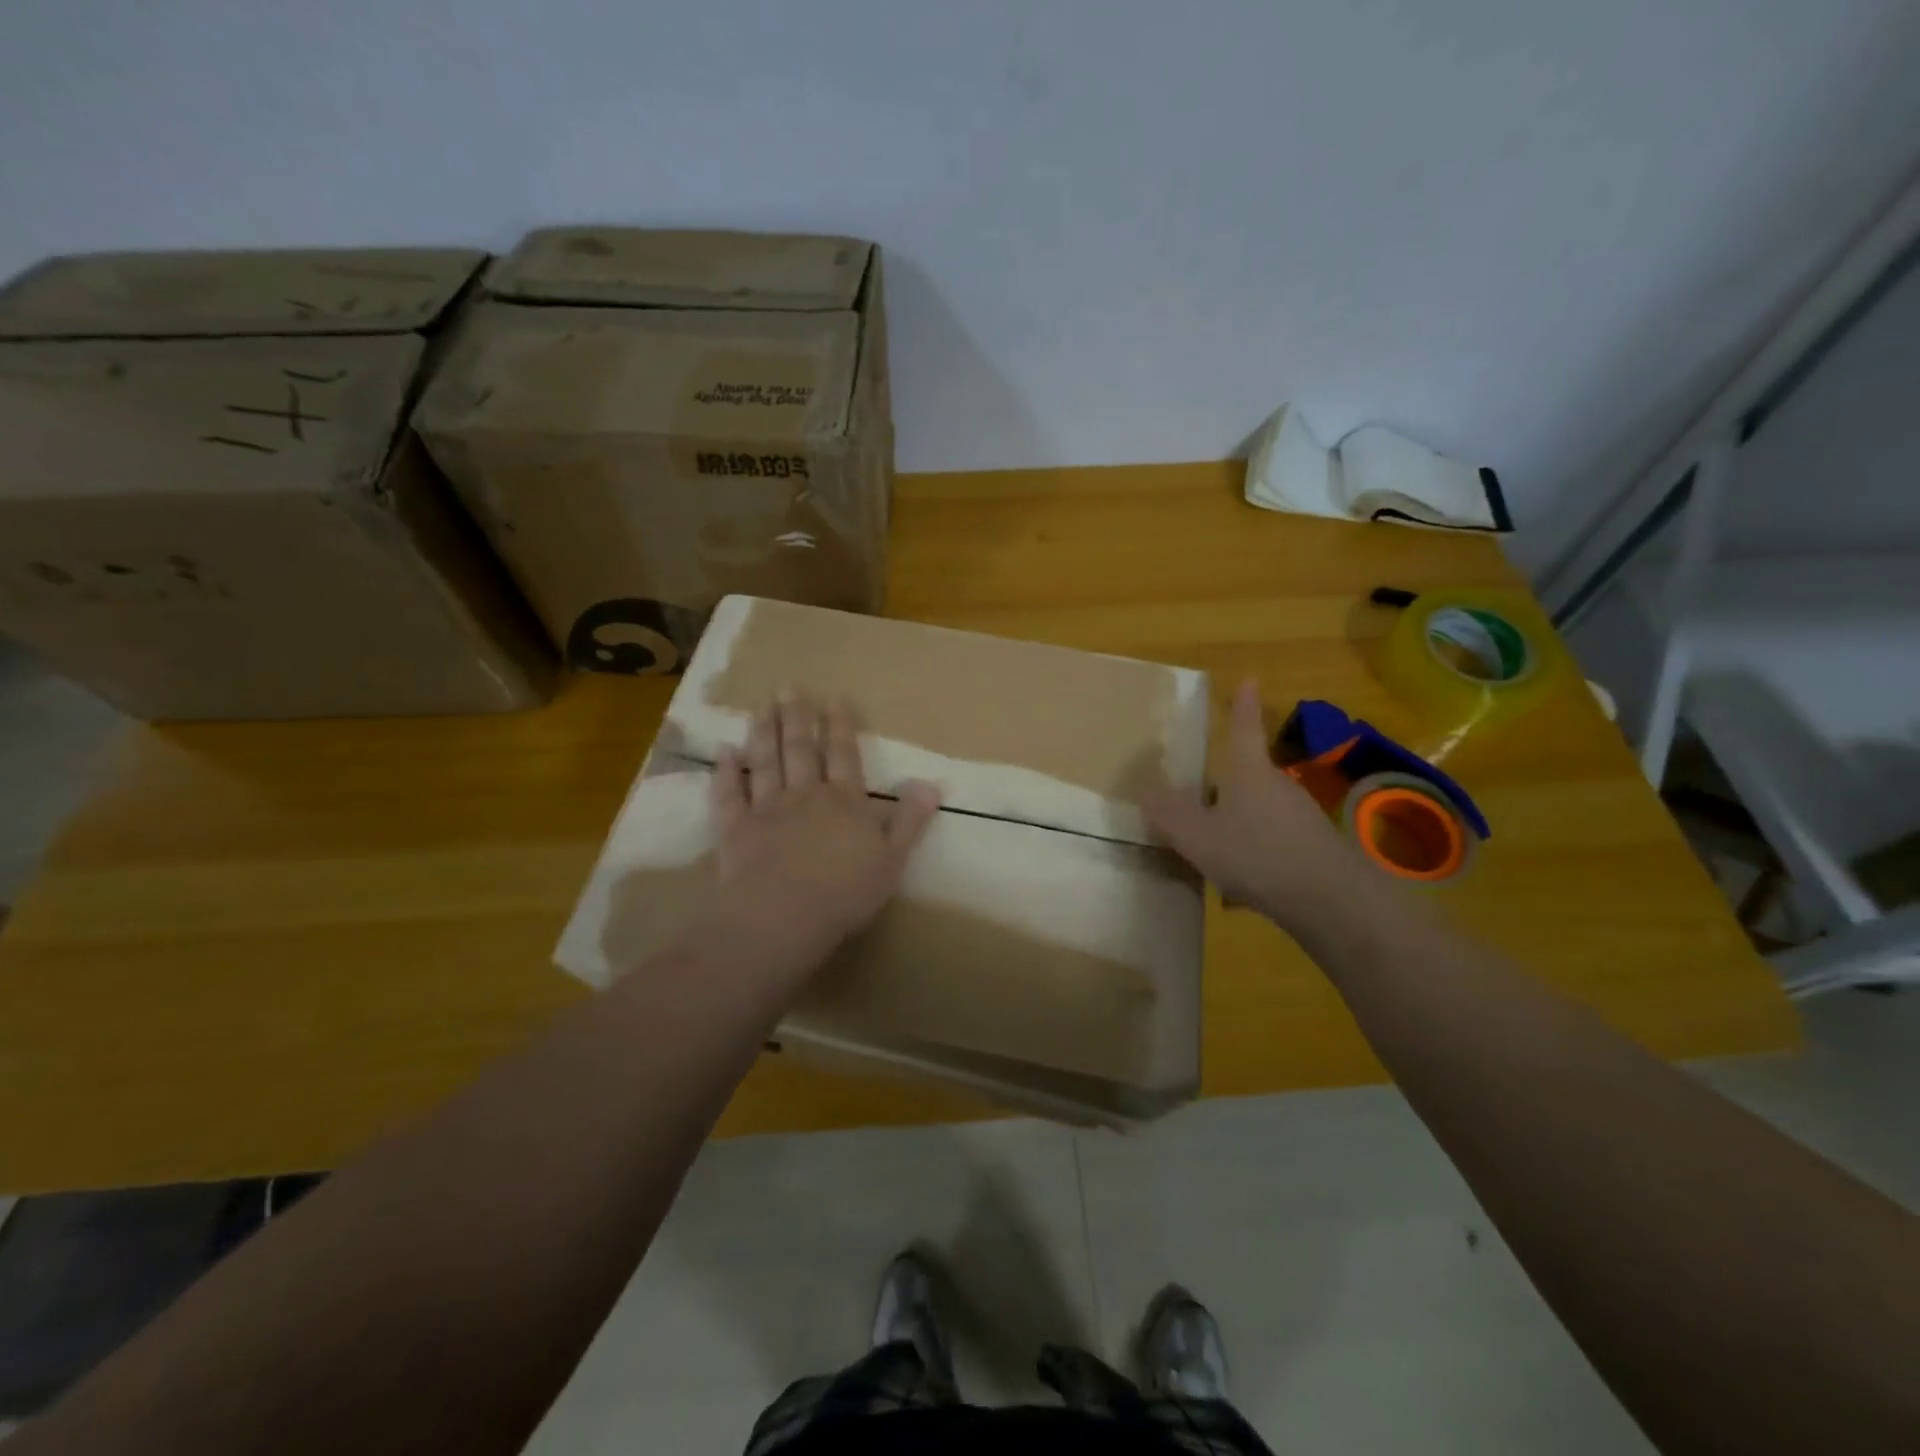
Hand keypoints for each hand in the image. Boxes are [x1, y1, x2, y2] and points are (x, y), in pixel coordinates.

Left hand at [694, 692, 939, 983]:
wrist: (783, 915)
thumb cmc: (845, 892)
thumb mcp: (892, 859)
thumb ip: (909, 821)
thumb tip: (931, 783)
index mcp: (845, 802)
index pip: (844, 756)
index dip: (840, 727)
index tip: (834, 699)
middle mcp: (805, 796)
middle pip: (801, 751)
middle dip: (797, 718)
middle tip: (790, 689)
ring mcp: (767, 810)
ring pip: (765, 763)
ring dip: (764, 734)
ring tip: (762, 707)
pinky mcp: (736, 830)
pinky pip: (729, 795)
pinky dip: (726, 773)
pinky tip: (722, 752)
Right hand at [1144, 679, 1392, 936]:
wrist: (1331, 901)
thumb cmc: (1256, 855)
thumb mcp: (1197, 835)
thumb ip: (1167, 811)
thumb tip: (1146, 786)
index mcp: (1248, 771)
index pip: (1244, 728)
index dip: (1242, 705)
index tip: (1249, 679)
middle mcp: (1277, 784)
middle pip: (1247, 772)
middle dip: (1224, 782)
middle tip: (1198, 797)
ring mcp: (1300, 815)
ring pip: (1259, 808)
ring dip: (1238, 820)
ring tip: (1213, 850)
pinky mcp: (1313, 845)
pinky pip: (1273, 837)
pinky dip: (1255, 849)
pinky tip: (1242, 879)